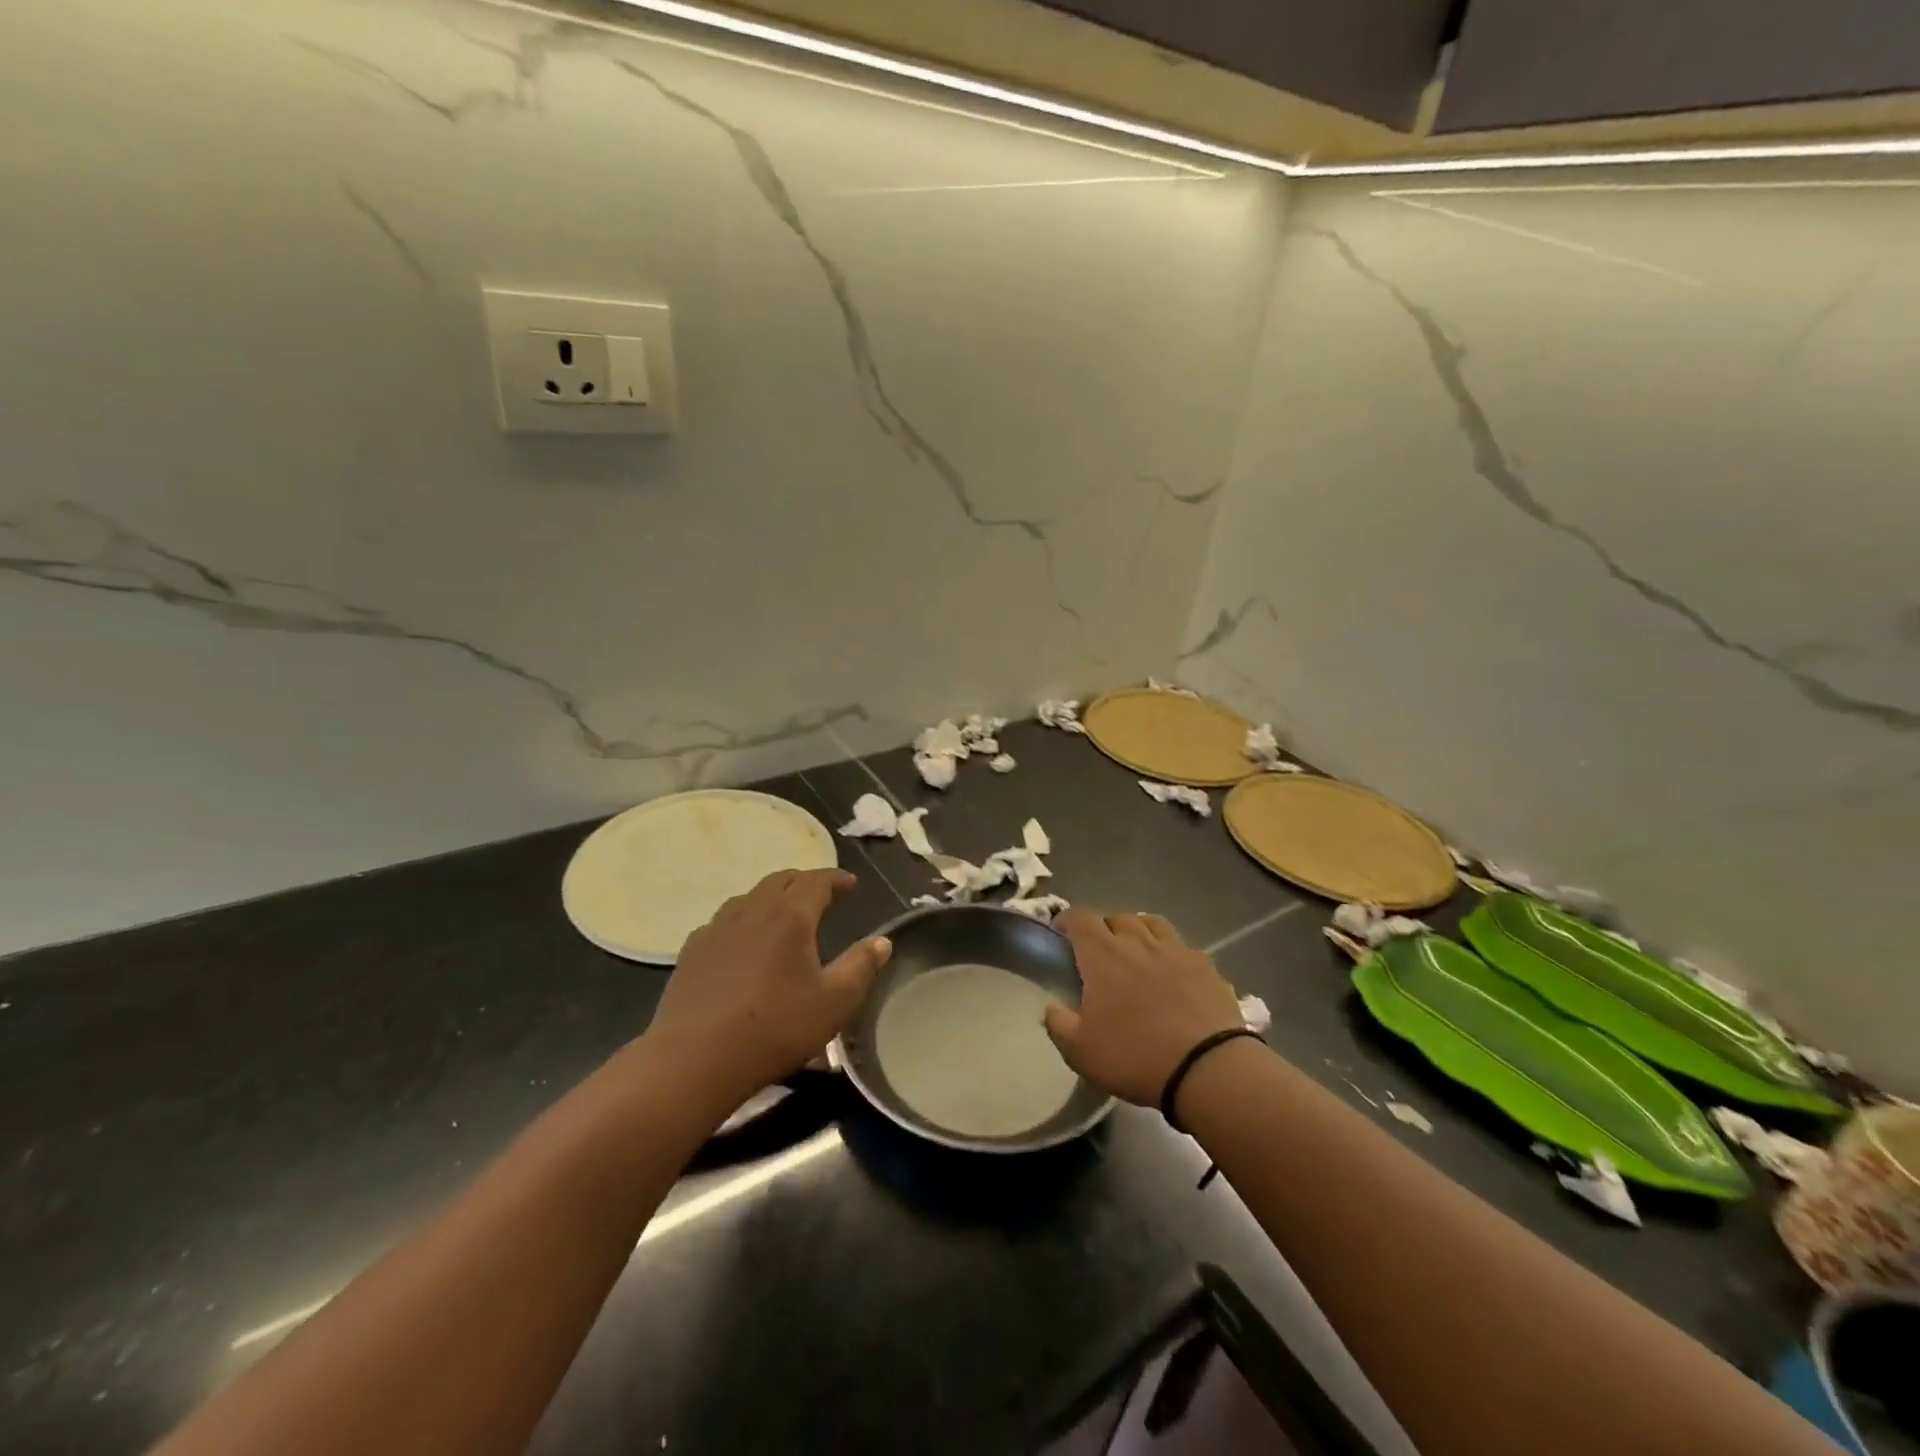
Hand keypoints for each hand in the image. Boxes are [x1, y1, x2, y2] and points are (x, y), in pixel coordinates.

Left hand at [646, 868, 890, 1105]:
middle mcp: (753, 910)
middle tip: (821, 895)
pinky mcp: (692, 951)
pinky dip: (742, 921)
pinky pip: (723, 922)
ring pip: (749, 897)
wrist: (695, 1058)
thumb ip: (861, 966)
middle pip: (781, 880)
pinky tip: (742, 943)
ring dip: (772, 898)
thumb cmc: (775, 1027)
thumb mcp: (835, 1002)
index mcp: (790, 915)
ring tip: (783, 915)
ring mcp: (717, 928)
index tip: (851, 884)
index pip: (816, 880)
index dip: (836, 879)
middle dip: (804, 882)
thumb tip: (883, 941)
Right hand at [1044, 909, 1247, 1108]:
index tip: (1061, 932)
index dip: (1068, 920)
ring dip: (1139, 931)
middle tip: (1099, 950)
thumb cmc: (1135, 1056)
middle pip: (1118, 917)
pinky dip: (1172, 953)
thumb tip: (1051, 1009)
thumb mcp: (1081, 1052)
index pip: (1081, 919)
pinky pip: (1183, 947)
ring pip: (1153, 923)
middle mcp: (1138, 942)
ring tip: (1136, 951)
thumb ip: (1059, 1026)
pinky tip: (1174, 973)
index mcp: (1103, 955)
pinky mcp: (1206, 966)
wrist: (1207, 1069)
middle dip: (1104, 927)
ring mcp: (1176, 950)